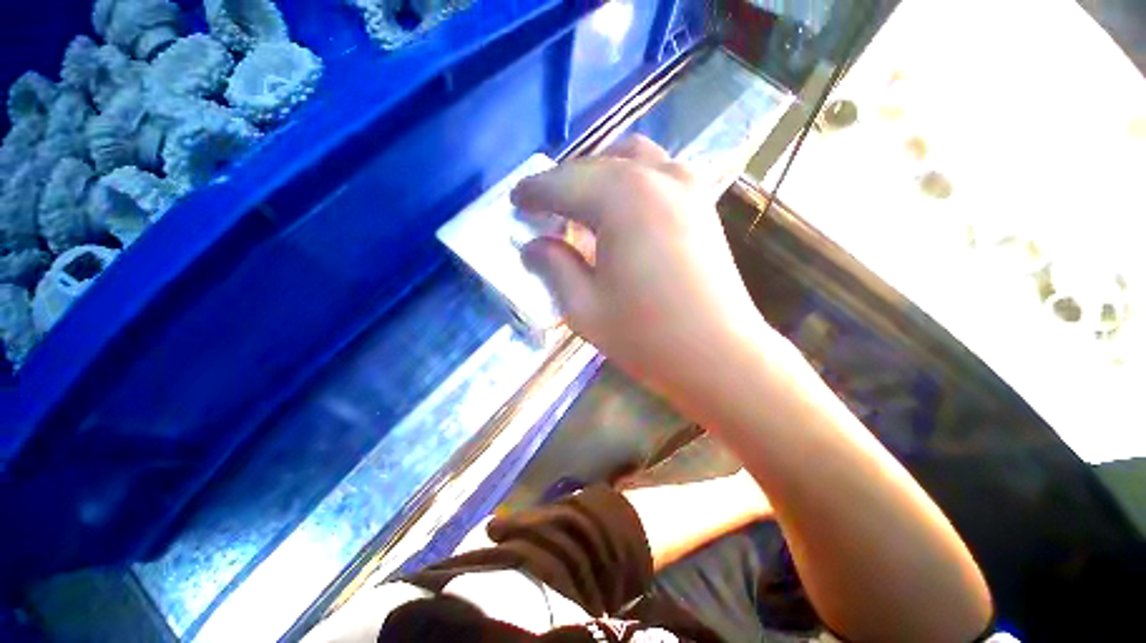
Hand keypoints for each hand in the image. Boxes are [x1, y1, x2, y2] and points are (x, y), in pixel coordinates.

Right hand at [512, 136, 779, 400]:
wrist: (720, 355)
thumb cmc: (647, 336)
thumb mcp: (584, 307)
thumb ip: (554, 266)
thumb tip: (532, 246)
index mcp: (621, 199)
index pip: (562, 184)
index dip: (533, 192)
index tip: (515, 201)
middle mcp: (655, 177)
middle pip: (594, 167)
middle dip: (562, 185)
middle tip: (543, 211)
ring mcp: (686, 186)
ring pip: (628, 159)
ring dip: (596, 176)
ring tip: (580, 207)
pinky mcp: (702, 203)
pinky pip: (656, 173)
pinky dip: (628, 181)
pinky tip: (620, 210)